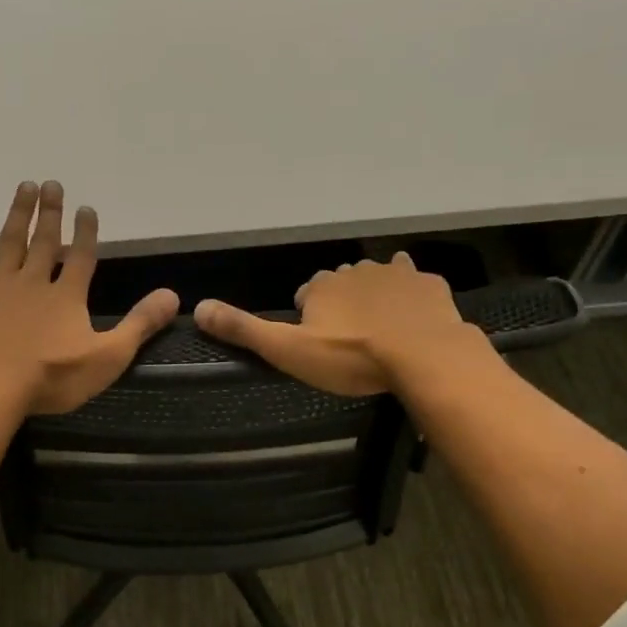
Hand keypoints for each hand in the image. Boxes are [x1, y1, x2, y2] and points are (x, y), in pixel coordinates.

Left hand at [0, 180, 178, 415]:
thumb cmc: (51, 377)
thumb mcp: (107, 357)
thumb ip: (139, 325)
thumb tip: (173, 296)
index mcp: (67, 296)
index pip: (81, 257)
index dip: (85, 232)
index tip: (86, 207)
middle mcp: (34, 281)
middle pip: (45, 241)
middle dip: (51, 213)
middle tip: (52, 184)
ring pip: (10, 241)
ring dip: (19, 214)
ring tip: (25, 186)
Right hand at [192, 253, 487, 395]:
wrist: (422, 354)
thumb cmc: (350, 357)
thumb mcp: (288, 350)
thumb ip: (244, 330)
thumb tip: (197, 308)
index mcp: (322, 285)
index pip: (307, 292)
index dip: (308, 314)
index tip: (315, 339)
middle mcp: (355, 270)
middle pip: (342, 283)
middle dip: (342, 303)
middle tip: (347, 338)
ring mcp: (396, 273)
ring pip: (378, 279)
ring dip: (375, 296)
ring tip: (379, 327)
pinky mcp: (428, 284)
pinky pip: (415, 284)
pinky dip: (411, 296)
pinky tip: (413, 316)